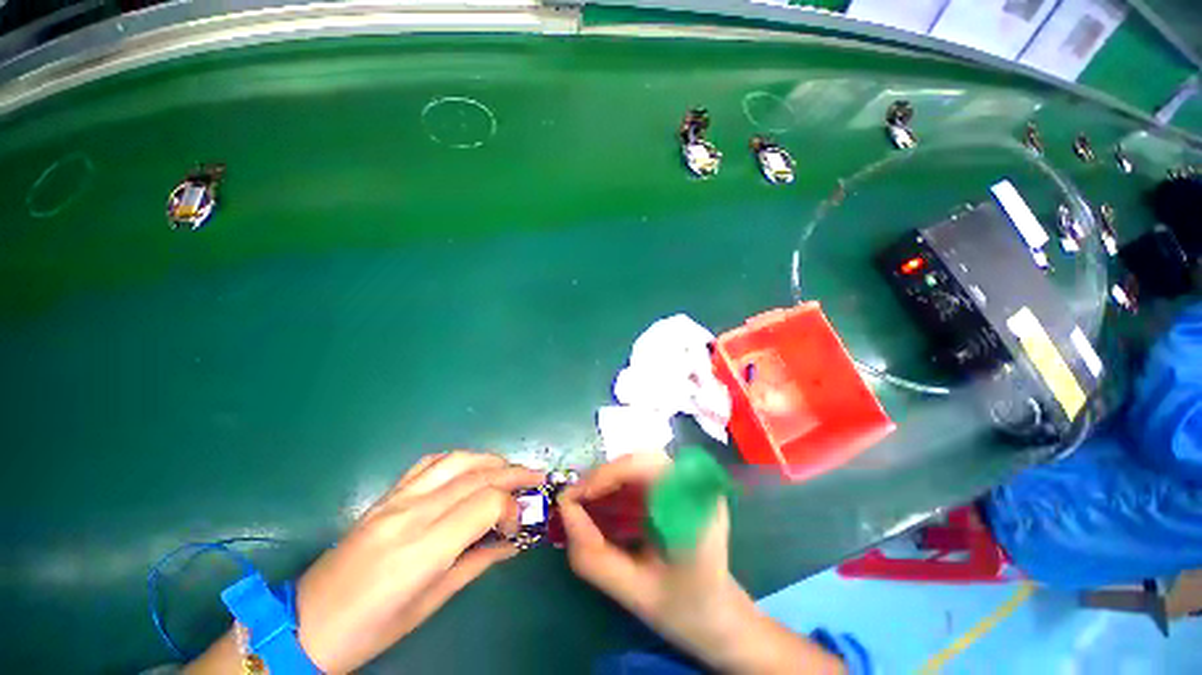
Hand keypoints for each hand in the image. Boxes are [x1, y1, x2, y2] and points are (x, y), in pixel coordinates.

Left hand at [296, 452, 542, 672]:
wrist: (306, 624)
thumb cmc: (371, 628)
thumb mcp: (430, 603)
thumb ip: (477, 563)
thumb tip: (513, 542)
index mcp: (422, 548)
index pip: (486, 502)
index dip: (511, 507)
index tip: (517, 524)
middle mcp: (412, 513)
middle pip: (477, 475)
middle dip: (514, 473)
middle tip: (536, 478)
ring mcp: (395, 499)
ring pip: (457, 460)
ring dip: (490, 459)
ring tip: (509, 469)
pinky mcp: (385, 495)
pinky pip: (429, 463)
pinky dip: (458, 459)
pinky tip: (469, 469)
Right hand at [558, 453, 844, 674]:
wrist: (721, 616)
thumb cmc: (685, 609)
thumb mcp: (634, 591)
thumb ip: (593, 556)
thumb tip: (564, 513)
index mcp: (695, 505)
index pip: (645, 466)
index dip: (606, 476)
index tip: (573, 498)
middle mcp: (695, 484)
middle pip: (639, 460)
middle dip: (602, 478)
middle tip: (573, 501)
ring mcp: (689, 482)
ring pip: (638, 465)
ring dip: (607, 481)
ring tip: (582, 503)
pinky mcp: (679, 488)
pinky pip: (642, 476)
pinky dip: (617, 487)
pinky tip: (603, 506)